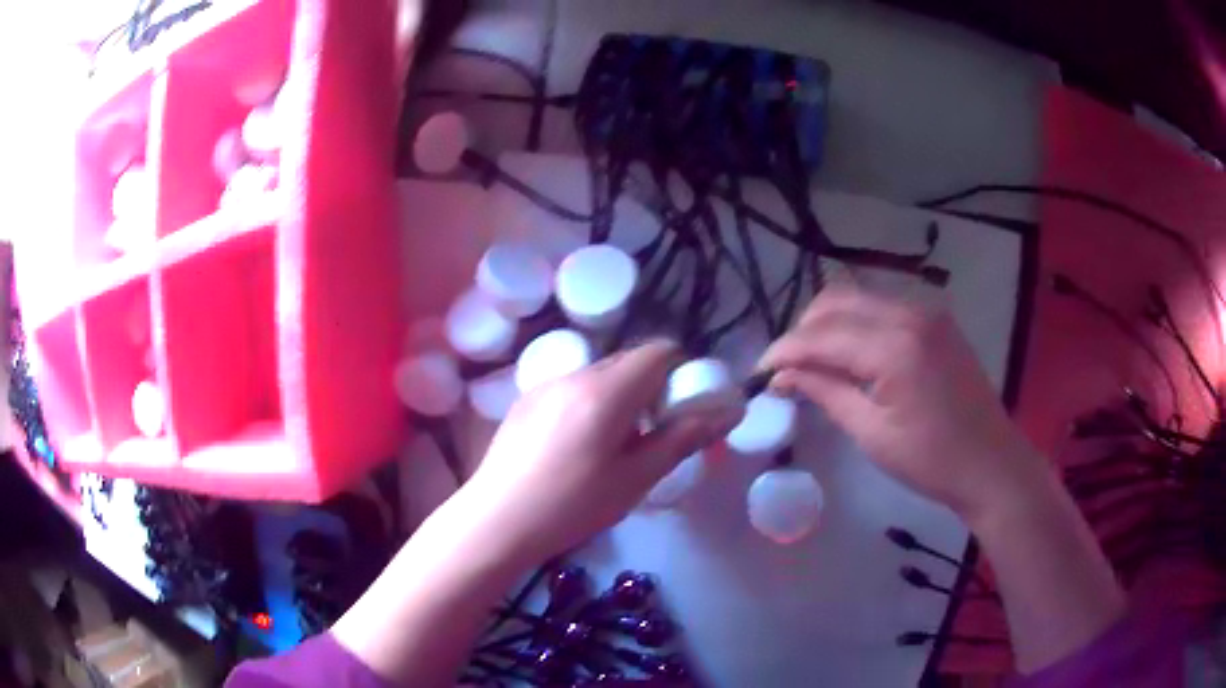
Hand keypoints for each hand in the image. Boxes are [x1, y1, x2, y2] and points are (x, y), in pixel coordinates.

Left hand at [464, 340, 742, 561]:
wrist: (497, 521)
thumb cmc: (573, 505)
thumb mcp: (637, 477)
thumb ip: (684, 438)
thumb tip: (729, 412)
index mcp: (607, 389)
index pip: (659, 352)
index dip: (680, 373)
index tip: (681, 410)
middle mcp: (575, 374)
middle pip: (628, 361)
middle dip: (651, 388)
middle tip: (651, 435)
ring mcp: (544, 385)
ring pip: (598, 375)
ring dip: (619, 396)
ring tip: (611, 447)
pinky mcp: (524, 401)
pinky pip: (571, 389)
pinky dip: (589, 404)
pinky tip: (575, 449)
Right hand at [760, 283, 1047, 522]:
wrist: (991, 463)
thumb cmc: (931, 460)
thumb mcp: (871, 433)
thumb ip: (825, 391)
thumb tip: (781, 374)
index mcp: (894, 346)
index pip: (822, 334)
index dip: (784, 350)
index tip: (759, 373)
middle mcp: (910, 312)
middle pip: (836, 300)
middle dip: (803, 331)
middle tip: (787, 370)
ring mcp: (926, 311)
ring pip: (858, 298)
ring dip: (828, 325)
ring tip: (814, 364)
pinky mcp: (935, 319)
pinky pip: (882, 307)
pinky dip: (856, 324)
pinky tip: (851, 356)